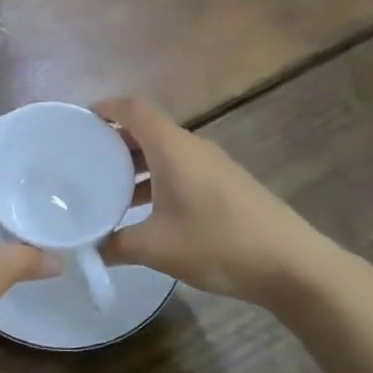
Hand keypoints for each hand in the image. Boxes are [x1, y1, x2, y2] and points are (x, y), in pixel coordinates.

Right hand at [97, 96, 354, 308]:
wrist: (292, 265)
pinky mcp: (227, 185)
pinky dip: (158, 179)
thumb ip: (115, 245)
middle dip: (115, 141)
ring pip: (166, 152)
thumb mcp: (156, 248)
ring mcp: (214, 165)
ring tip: (110, 190)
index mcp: (172, 147)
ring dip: (137, 165)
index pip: (133, 109)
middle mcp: (192, 147)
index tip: (80, 121)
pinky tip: (148, 212)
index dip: (105, 108)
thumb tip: (89, 248)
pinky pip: (182, 169)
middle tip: (85, 161)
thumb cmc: (218, 243)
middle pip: (147, 129)